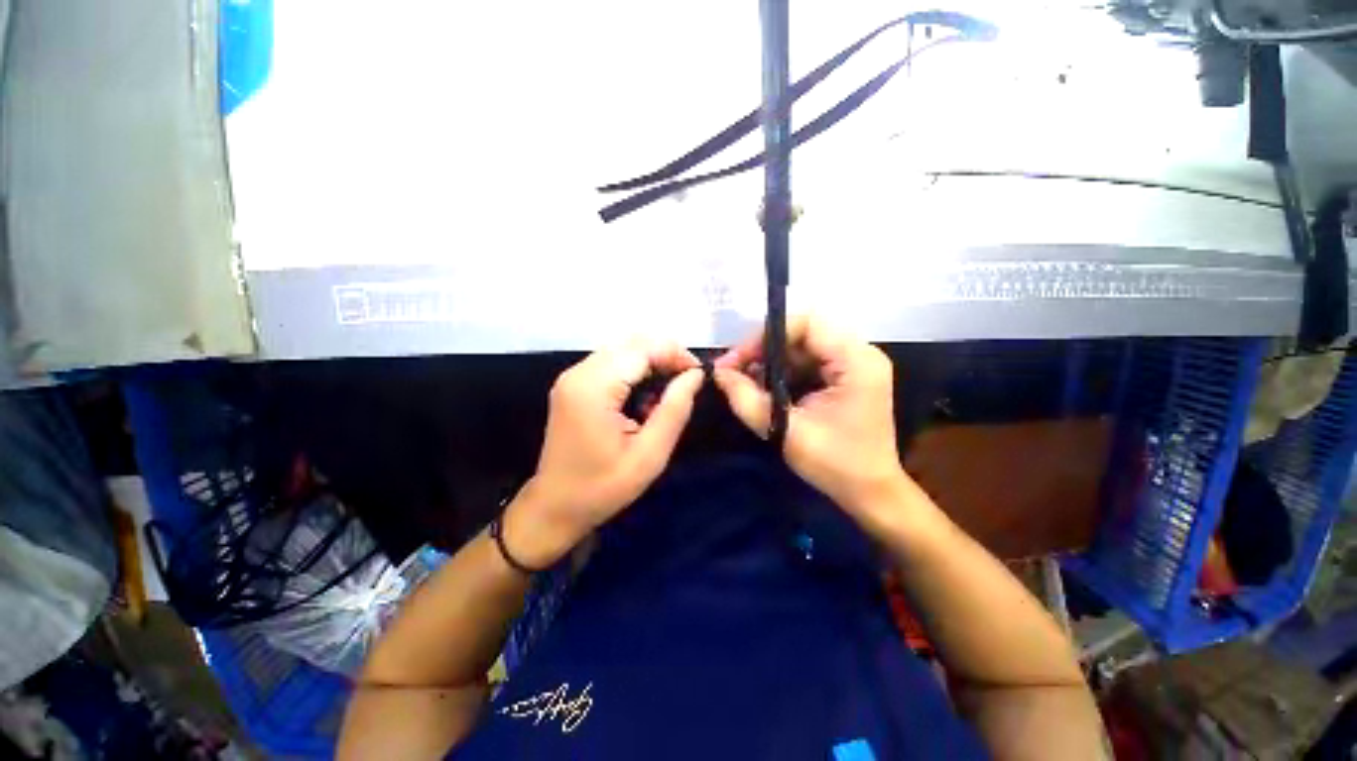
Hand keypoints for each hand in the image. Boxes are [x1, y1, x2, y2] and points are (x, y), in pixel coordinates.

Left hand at [503, 341, 703, 568]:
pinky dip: (634, 369)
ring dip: (650, 361)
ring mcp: (572, 377)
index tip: (698, 374)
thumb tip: (695, 375)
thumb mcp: (649, 455)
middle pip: (631, 343)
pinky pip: (611, 362)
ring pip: (622, 349)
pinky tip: (644, 395)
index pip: (642, 349)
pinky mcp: (573, 385)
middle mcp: (578, 373)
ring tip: (669, 390)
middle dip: (664, 354)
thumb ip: (674, 410)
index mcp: (593, 388)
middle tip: (686, 382)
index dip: (675, 354)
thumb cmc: (603, 487)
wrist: (555, 507)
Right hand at [714, 315, 906, 515]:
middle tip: (733, 370)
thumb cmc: (835, 465)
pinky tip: (762, 387)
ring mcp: (853, 364)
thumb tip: (718, 373)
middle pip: (802, 332)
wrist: (870, 493)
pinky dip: (780, 371)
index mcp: (855, 361)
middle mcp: (858, 353)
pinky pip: (806, 361)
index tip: (738, 359)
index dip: (766, 334)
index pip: (806, 323)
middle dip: (762, 348)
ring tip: (743, 380)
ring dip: (769, 360)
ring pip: (800, 346)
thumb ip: (747, 399)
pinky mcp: (844, 376)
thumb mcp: (785, 431)